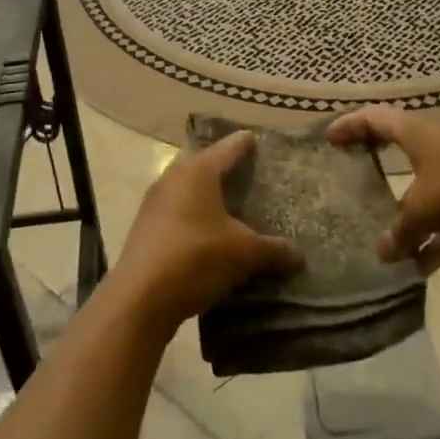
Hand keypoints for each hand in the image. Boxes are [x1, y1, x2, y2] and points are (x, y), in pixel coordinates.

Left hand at [111, 131, 303, 330]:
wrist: (139, 299)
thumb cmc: (196, 258)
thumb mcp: (244, 254)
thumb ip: (273, 250)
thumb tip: (299, 257)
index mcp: (198, 171)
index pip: (228, 148)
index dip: (244, 144)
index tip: (255, 139)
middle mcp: (173, 178)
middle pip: (201, 162)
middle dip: (220, 165)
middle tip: (244, 172)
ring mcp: (154, 203)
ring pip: (185, 187)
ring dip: (203, 192)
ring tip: (227, 203)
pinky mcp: (145, 228)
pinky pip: (175, 211)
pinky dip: (191, 214)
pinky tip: (206, 232)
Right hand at [329, 106, 439, 271]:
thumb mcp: (426, 207)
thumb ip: (401, 230)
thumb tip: (382, 252)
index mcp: (418, 134)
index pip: (375, 119)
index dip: (350, 125)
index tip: (329, 137)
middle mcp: (437, 146)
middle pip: (399, 149)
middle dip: (375, 163)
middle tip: (351, 176)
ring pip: (424, 190)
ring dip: (406, 214)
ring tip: (382, 240)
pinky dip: (435, 240)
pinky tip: (420, 269)